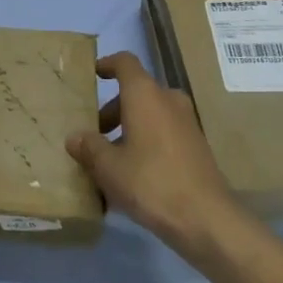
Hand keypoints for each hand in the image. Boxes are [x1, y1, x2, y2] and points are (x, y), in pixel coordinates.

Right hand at [66, 51, 244, 259]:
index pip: (125, 62)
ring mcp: (187, 123)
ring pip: (151, 113)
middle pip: (137, 92)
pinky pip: (165, 132)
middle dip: (113, 109)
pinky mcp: (197, 146)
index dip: (107, 64)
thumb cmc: (151, 182)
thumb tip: (75, 137)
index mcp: (145, 95)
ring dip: (129, 128)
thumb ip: (89, 148)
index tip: (93, 74)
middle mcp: (168, 100)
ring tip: (110, 159)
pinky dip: (147, 142)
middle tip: (95, 133)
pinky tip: (134, 175)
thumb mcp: (109, 168)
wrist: (207, 219)